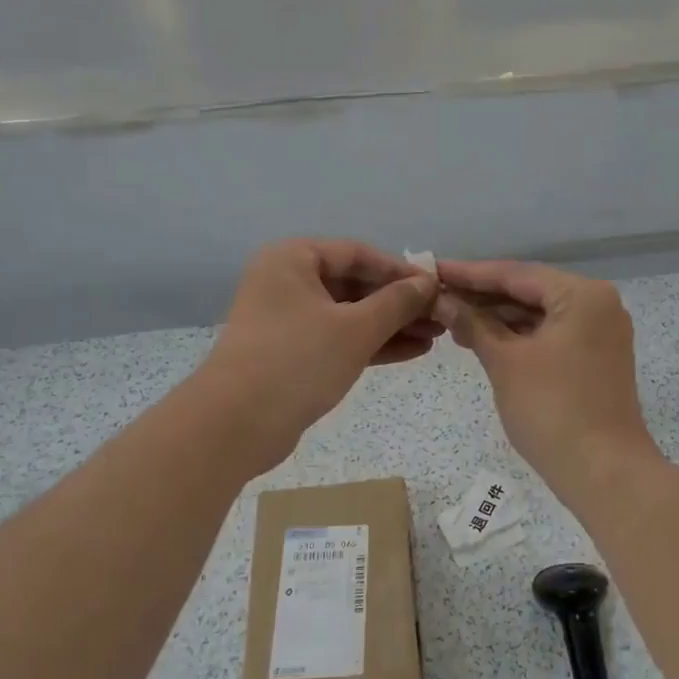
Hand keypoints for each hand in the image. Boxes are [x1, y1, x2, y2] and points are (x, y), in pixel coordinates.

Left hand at [197, 239, 440, 472]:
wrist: (237, 424)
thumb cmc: (298, 360)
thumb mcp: (356, 328)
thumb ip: (396, 302)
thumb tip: (427, 283)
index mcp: (293, 259)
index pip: (357, 254)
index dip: (400, 270)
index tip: (436, 286)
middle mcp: (287, 282)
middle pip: (354, 284)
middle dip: (399, 302)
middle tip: (441, 316)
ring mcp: (288, 320)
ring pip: (349, 315)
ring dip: (391, 325)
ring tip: (435, 337)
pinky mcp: (292, 354)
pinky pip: (339, 339)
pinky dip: (372, 344)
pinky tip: (412, 352)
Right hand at [435, 261, 660, 497]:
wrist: (604, 473)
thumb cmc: (552, 409)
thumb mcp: (505, 362)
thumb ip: (472, 324)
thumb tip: (441, 299)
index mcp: (582, 295)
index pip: (516, 274)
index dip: (470, 274)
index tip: (432, 270)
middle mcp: (598, 304)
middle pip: (529, 290)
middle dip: (482, 296)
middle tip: (436, 297)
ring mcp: (600, 333)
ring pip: (539, 314)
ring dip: (498, 318)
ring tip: (452, 321)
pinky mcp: (596, 358)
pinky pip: (551, 334)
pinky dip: (519, 336)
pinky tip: (484, 340)